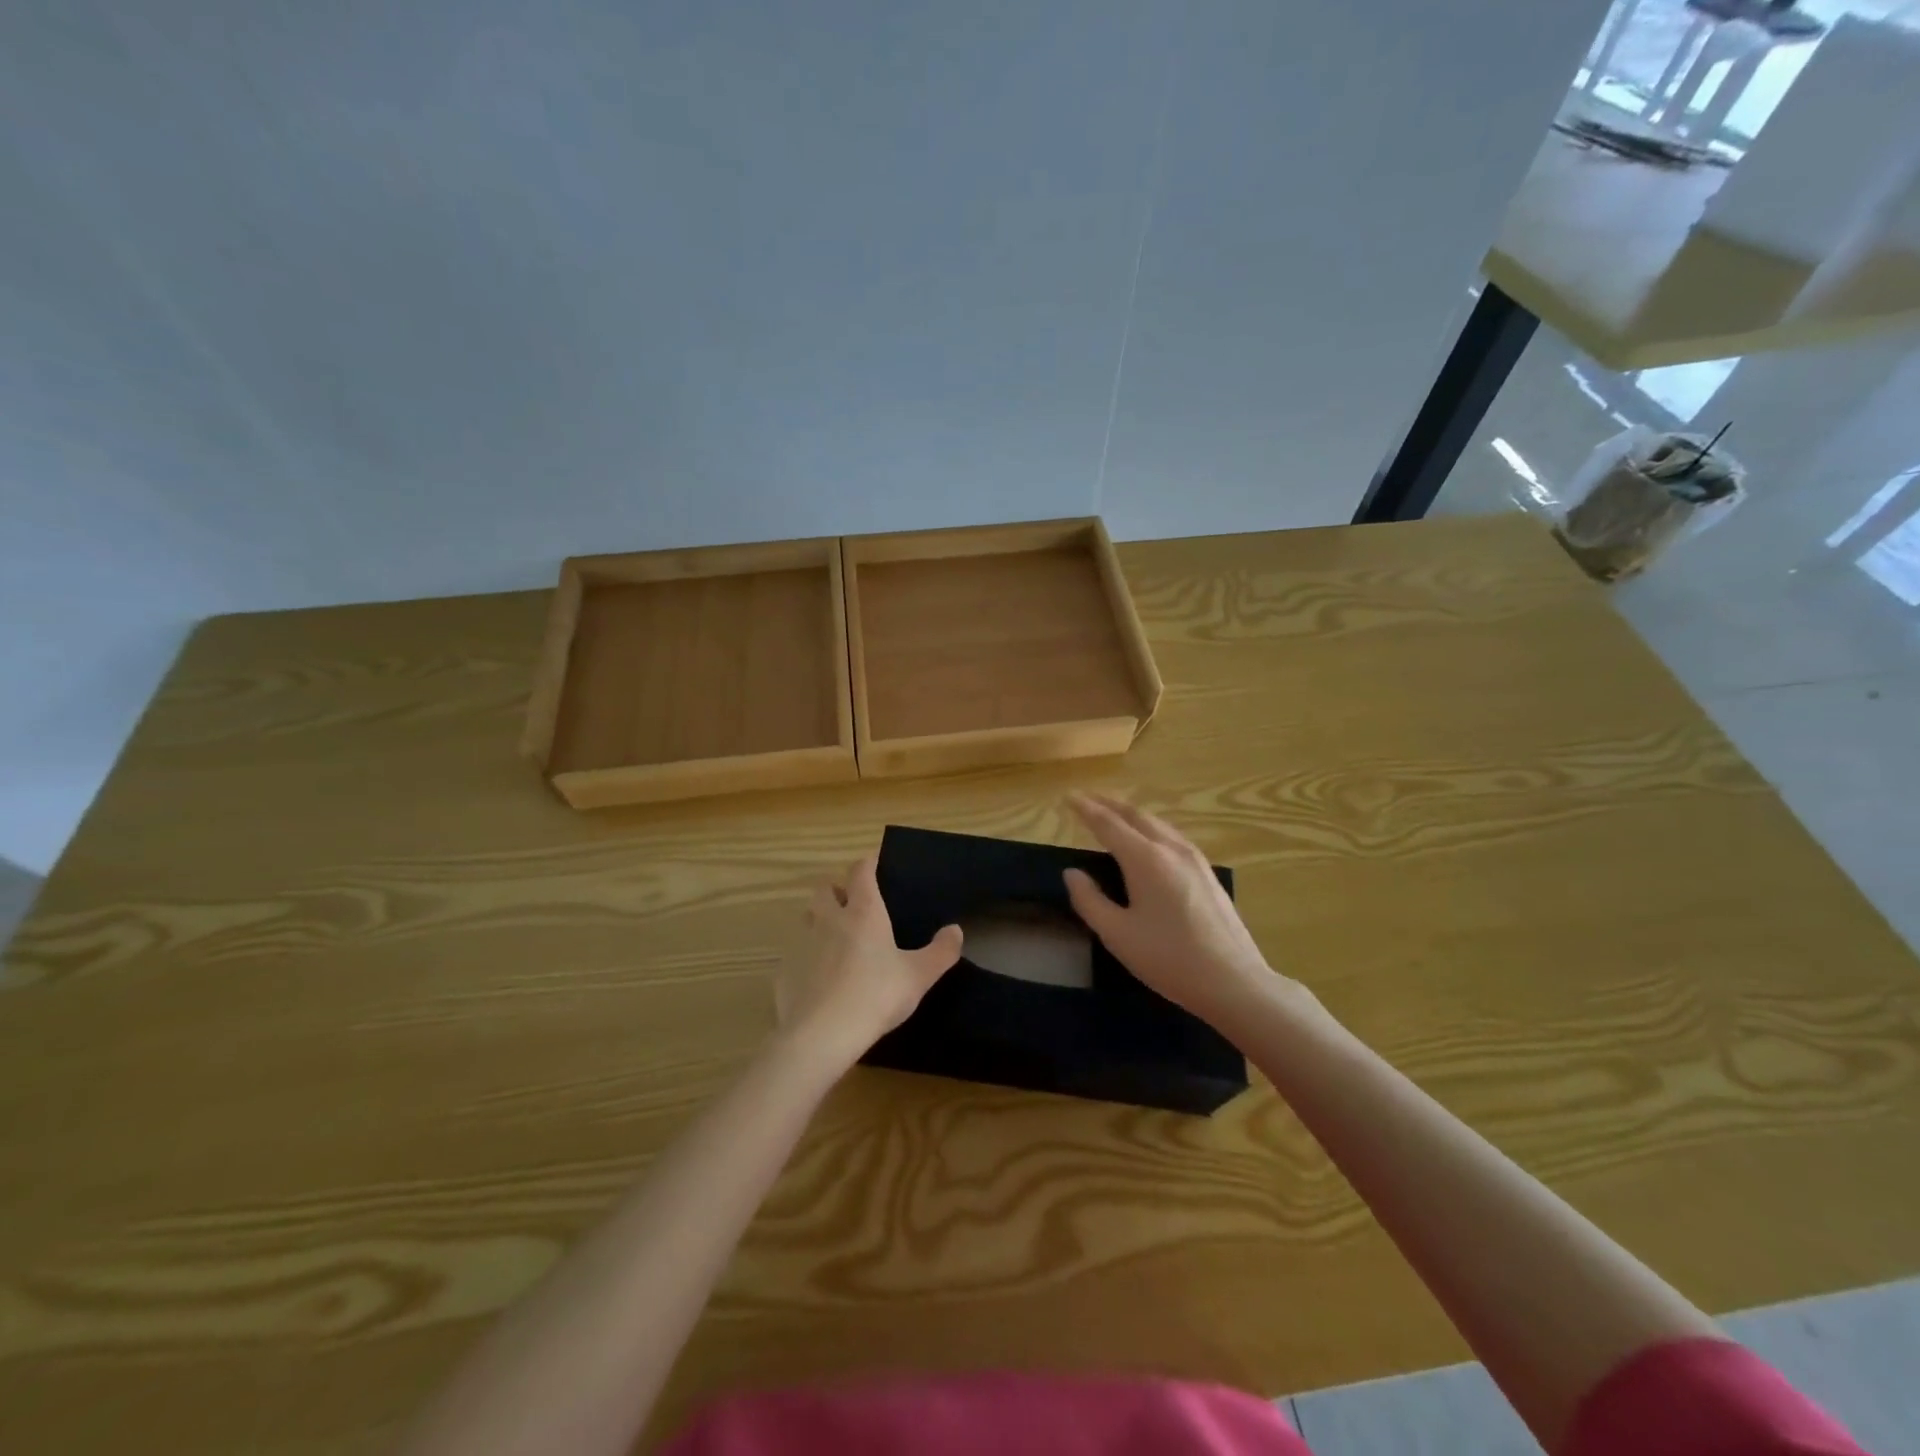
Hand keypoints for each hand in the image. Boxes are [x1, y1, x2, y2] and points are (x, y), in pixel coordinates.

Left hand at [774, 853, 963, 1066]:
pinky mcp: (785, 969)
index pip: (861, 871)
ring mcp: (802, 942)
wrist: (821, 1035)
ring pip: (807, 917)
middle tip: (852, 904)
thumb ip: (941, 951)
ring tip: (835, 938)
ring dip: (819, 919)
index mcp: (863, 912)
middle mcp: (829, 918)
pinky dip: (806, 956)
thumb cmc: (876, 996)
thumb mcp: (919, 976)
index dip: (868, 864)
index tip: (876, 864)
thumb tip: (956, 930)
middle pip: (825, 887)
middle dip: (837, 889)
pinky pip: (795, 952)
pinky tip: (818, 978)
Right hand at [1064, 793, 1301, 1035]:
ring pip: (1158, 823)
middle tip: (1087, 799)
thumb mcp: (1118, 934)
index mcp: (1146, 859)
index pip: (1109, 824)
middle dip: (1109, 804)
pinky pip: (1172, 836)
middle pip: (1136, 815)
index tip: (1068, 797)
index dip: (1086, 809)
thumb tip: (1072, 873)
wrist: (1233, 981)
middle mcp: (1171, 849)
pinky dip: (1150, 828)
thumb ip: (1090, 900)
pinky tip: (1148, 840)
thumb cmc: (1169, 958)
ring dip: (1131, 814)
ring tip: (1113, 814)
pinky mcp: (1208, 873)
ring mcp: (1195, 859)